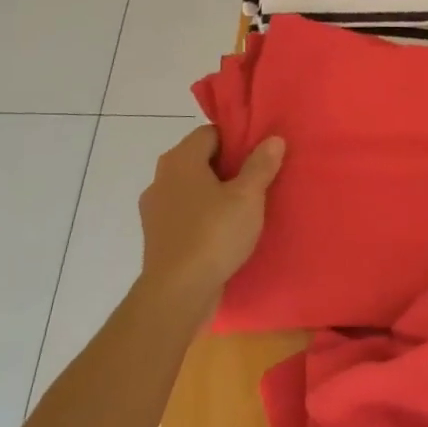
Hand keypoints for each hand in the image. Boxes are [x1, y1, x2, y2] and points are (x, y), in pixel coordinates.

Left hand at [139, 126, 284, 307]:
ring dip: (216, 193)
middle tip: (258, 180)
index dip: (237, 140)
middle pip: (200, 159)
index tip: (260, 155)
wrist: (177, 293)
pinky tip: (225, 231)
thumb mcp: (248, 197)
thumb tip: (272, 139)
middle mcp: (161, 178)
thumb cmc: (213, 234)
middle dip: (229, 167)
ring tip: (245, 207)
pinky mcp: (157, 235)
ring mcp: (154, 208)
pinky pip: (185, 213)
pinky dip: (203, 215)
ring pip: (192, 188)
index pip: (210, 133)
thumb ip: (261, 165)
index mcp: (180, 160)